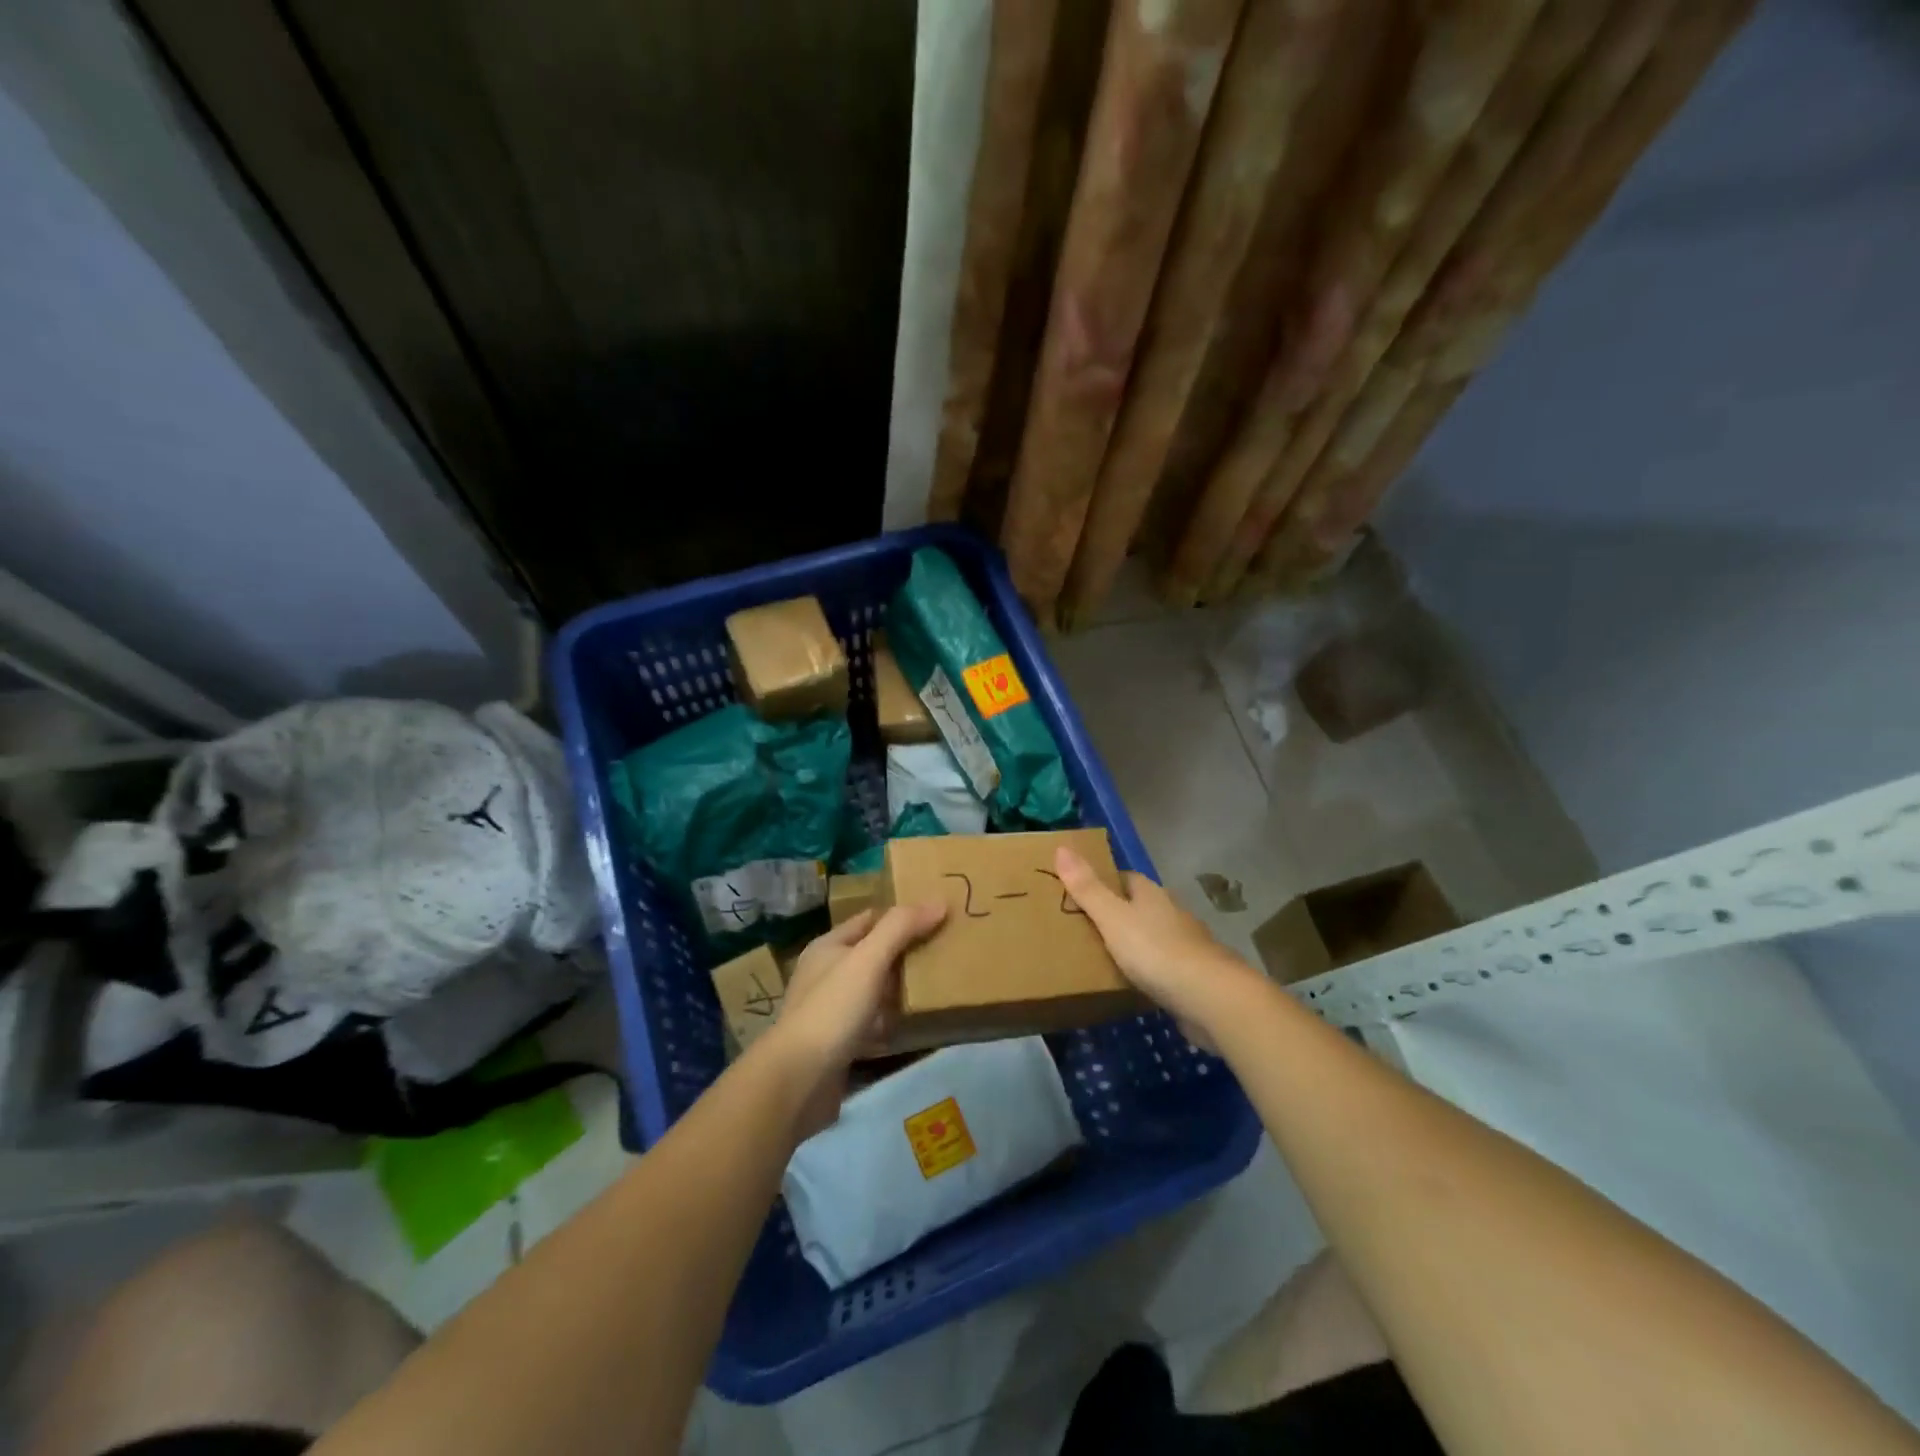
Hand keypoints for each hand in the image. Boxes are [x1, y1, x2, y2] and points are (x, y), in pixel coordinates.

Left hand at [758, 902, 944, 1138]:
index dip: (900, 915)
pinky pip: (871, 1024)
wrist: (799, 1081)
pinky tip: (913, 1025)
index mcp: (828, 947)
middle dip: (904, 952)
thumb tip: (939, 902)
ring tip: (938, 985)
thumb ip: (901, 928)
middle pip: (872, 954)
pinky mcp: (838, 1044)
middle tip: (945, 950)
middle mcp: (826, 974)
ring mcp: (830, 1010)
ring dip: (899, 989)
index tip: (936, 915)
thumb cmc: (832, 1009)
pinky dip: (890, 1022)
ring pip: (873, 990)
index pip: (869, 919)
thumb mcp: (868, 960)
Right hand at [1053, 847, 1259, 1046]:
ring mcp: (1186, 945)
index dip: (1102, 882)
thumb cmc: (1156, 950)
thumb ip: (1087, 887)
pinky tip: (1132, 984)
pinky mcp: (1193, 976)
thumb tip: (1062, 847)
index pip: (1125, 878)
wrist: (1210, 998)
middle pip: (1139, 907)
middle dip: (1116, 914)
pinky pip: (1162, 966)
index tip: (1077, 893)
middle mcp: (1171, 913)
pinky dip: (1147, 971)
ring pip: (1152, 936)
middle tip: (1082, 928)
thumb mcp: (1112, 917)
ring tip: (1101, 957)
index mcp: (1151, 894)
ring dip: (1133, 944)